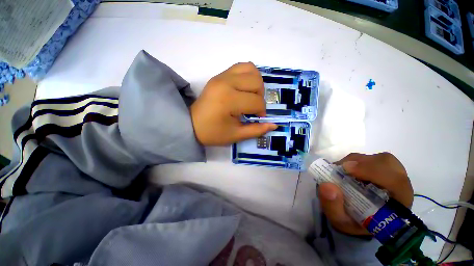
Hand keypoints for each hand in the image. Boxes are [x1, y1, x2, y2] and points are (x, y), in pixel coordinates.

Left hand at [190, 62, 276, 145]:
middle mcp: (226, 83)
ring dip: (256, 84)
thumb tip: (274, 125)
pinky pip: (241, 67)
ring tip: (249, 96)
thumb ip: (256, 130)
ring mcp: (222, 76)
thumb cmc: (213, 132)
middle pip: (256, 82)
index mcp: (228, 100)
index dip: (261, 111)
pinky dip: (248, 76)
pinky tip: (244, 89)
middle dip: (260, 97)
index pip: (256, 101)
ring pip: (251, 69)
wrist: (192, 124)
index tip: (256, 118)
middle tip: (253, 107)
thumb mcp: (236, 135)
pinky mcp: (220, 75)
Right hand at [317, 152, 412, 235]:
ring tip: (341, 169)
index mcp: (397, 204)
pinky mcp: (380, 169)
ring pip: (379, 158)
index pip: (396, 181)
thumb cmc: (352, 222)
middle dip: (363, 163)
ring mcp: (390, 175)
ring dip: (357, 161)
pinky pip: (370, 158)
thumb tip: (326, 185)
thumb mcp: (339, 221)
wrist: (357, 218)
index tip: (347, 169)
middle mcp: (398, 186)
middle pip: (388, 164)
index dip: (373, 171)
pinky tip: (344, 169)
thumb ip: (333, 207)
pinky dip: (354, 160)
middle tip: (342, 168)